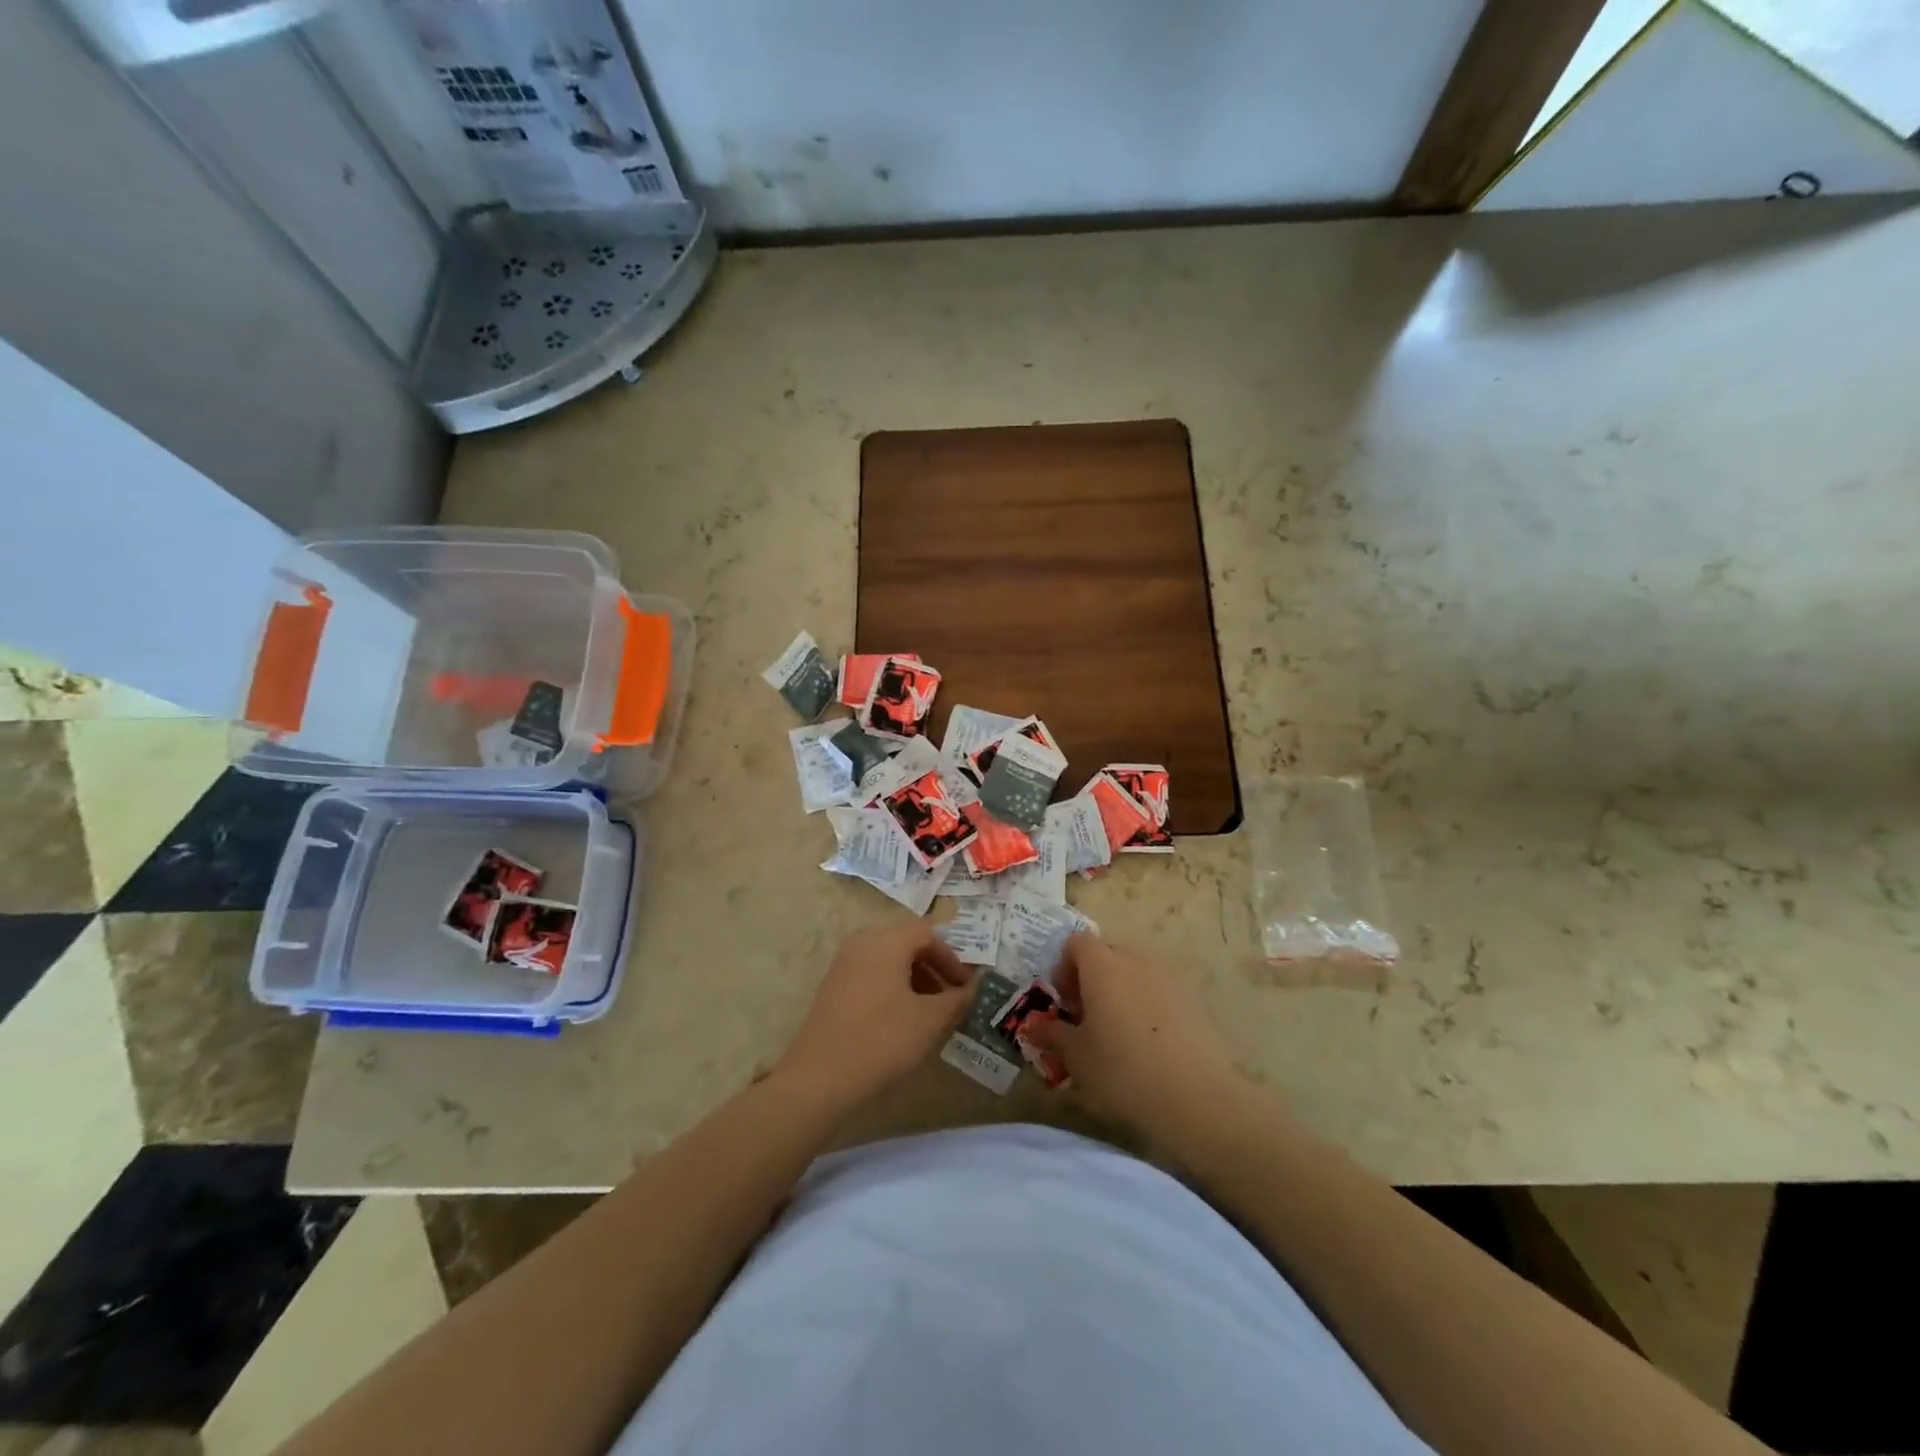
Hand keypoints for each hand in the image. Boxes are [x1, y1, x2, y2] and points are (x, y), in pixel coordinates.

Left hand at [777, 920, 974, 1107]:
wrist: (819, 1079)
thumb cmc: (882, 1040)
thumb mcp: (929, 1021)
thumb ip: (957, 1000)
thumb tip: (974, 988)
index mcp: (885, 942)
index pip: (927, 933)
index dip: (951, 957)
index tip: (966, 986)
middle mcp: (861, 943)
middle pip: (906, 943)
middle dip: (933, 967)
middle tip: (950, 997)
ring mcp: (843, 965)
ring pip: (888, 960)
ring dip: (914, 979)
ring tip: (929, 1012)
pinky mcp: (832, 988)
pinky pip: (871, 975)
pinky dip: (892, 988)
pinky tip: (901, 1020)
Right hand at [1024, 932, 1241, 1138]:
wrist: (1196, 1096)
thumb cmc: (1123, 1069)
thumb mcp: (1076, 1057)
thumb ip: (1052, 1034)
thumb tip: (1032, 1025)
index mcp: (1102, 965)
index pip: (1077, 942)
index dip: (1064, 966)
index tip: (1064, 1002)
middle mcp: (1135, 960)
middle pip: (1107, 953)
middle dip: (1092, 978)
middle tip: (1085, 1018)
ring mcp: (1168, 977)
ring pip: (1134, 973)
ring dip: (1120, 991)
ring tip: (1117, 1033)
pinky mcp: (1192, 999)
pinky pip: (1158, 991)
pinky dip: (1146, 1006)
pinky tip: (1147, 1045)